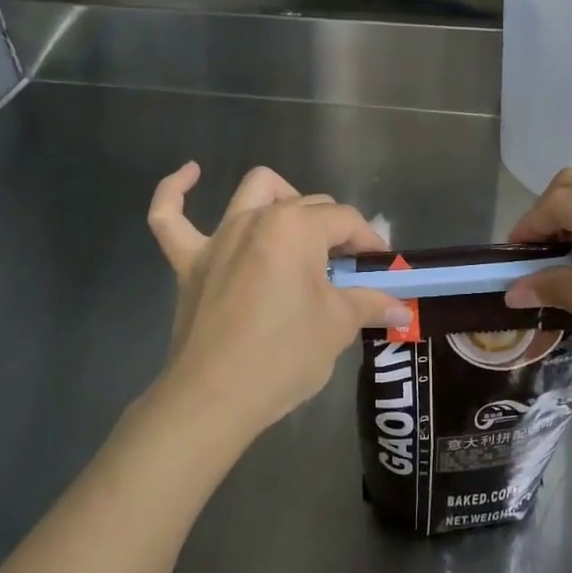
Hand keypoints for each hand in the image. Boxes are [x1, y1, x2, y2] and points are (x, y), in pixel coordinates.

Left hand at [146, 162, 410, 438]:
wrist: (214, 398)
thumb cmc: (283, 356)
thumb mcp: (337, 327)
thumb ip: (370, 304)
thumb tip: (402, 308)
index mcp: (297, 228)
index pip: (345, 220)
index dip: (370, 242)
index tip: (382, 268)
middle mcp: (257, 219)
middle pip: (308, 205)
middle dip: (335, 230)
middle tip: (349, 269)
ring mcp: (218, 237)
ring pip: (253, 192)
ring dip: (281, 198)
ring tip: (298, 225)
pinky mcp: (189, 262)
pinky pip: (169, 217)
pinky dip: (176, 192)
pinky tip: (190, 174)